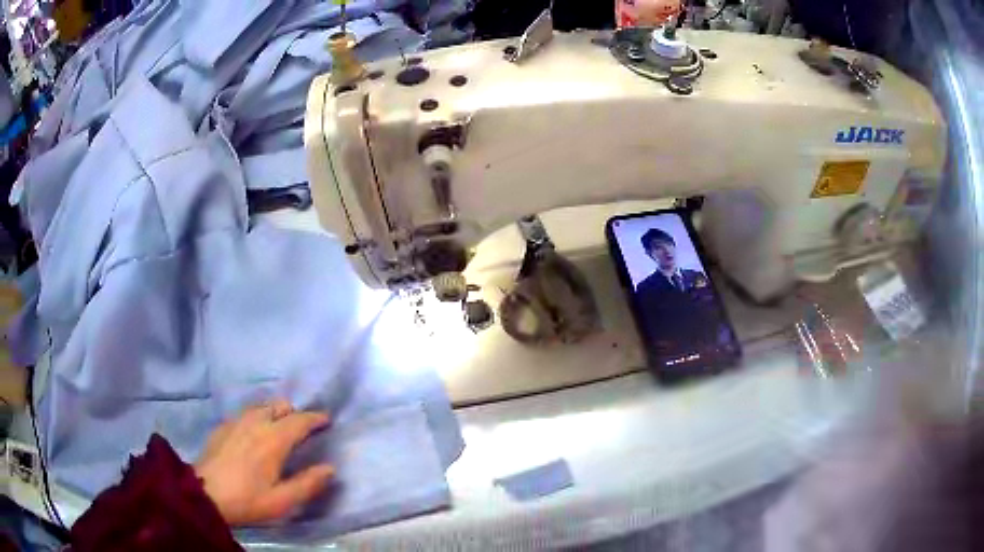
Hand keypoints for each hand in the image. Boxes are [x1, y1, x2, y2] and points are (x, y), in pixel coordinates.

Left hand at [194, 399, 334, 525]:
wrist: (205, 494)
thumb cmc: (247, 500)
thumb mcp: (282, 501)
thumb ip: (308, 484)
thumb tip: (330, 468)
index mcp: (274, 440)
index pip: (300, 420)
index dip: (315, 418)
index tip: (326, 419)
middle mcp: (256, 423)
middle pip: (280, 405)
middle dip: (294, 412)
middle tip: (301, 428)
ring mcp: (237, 421)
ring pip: (261, 406)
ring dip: (274, 412)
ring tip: (278, 428)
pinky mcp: (223, 426)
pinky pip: (246, 413)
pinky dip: (257, 416)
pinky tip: (253, 433)